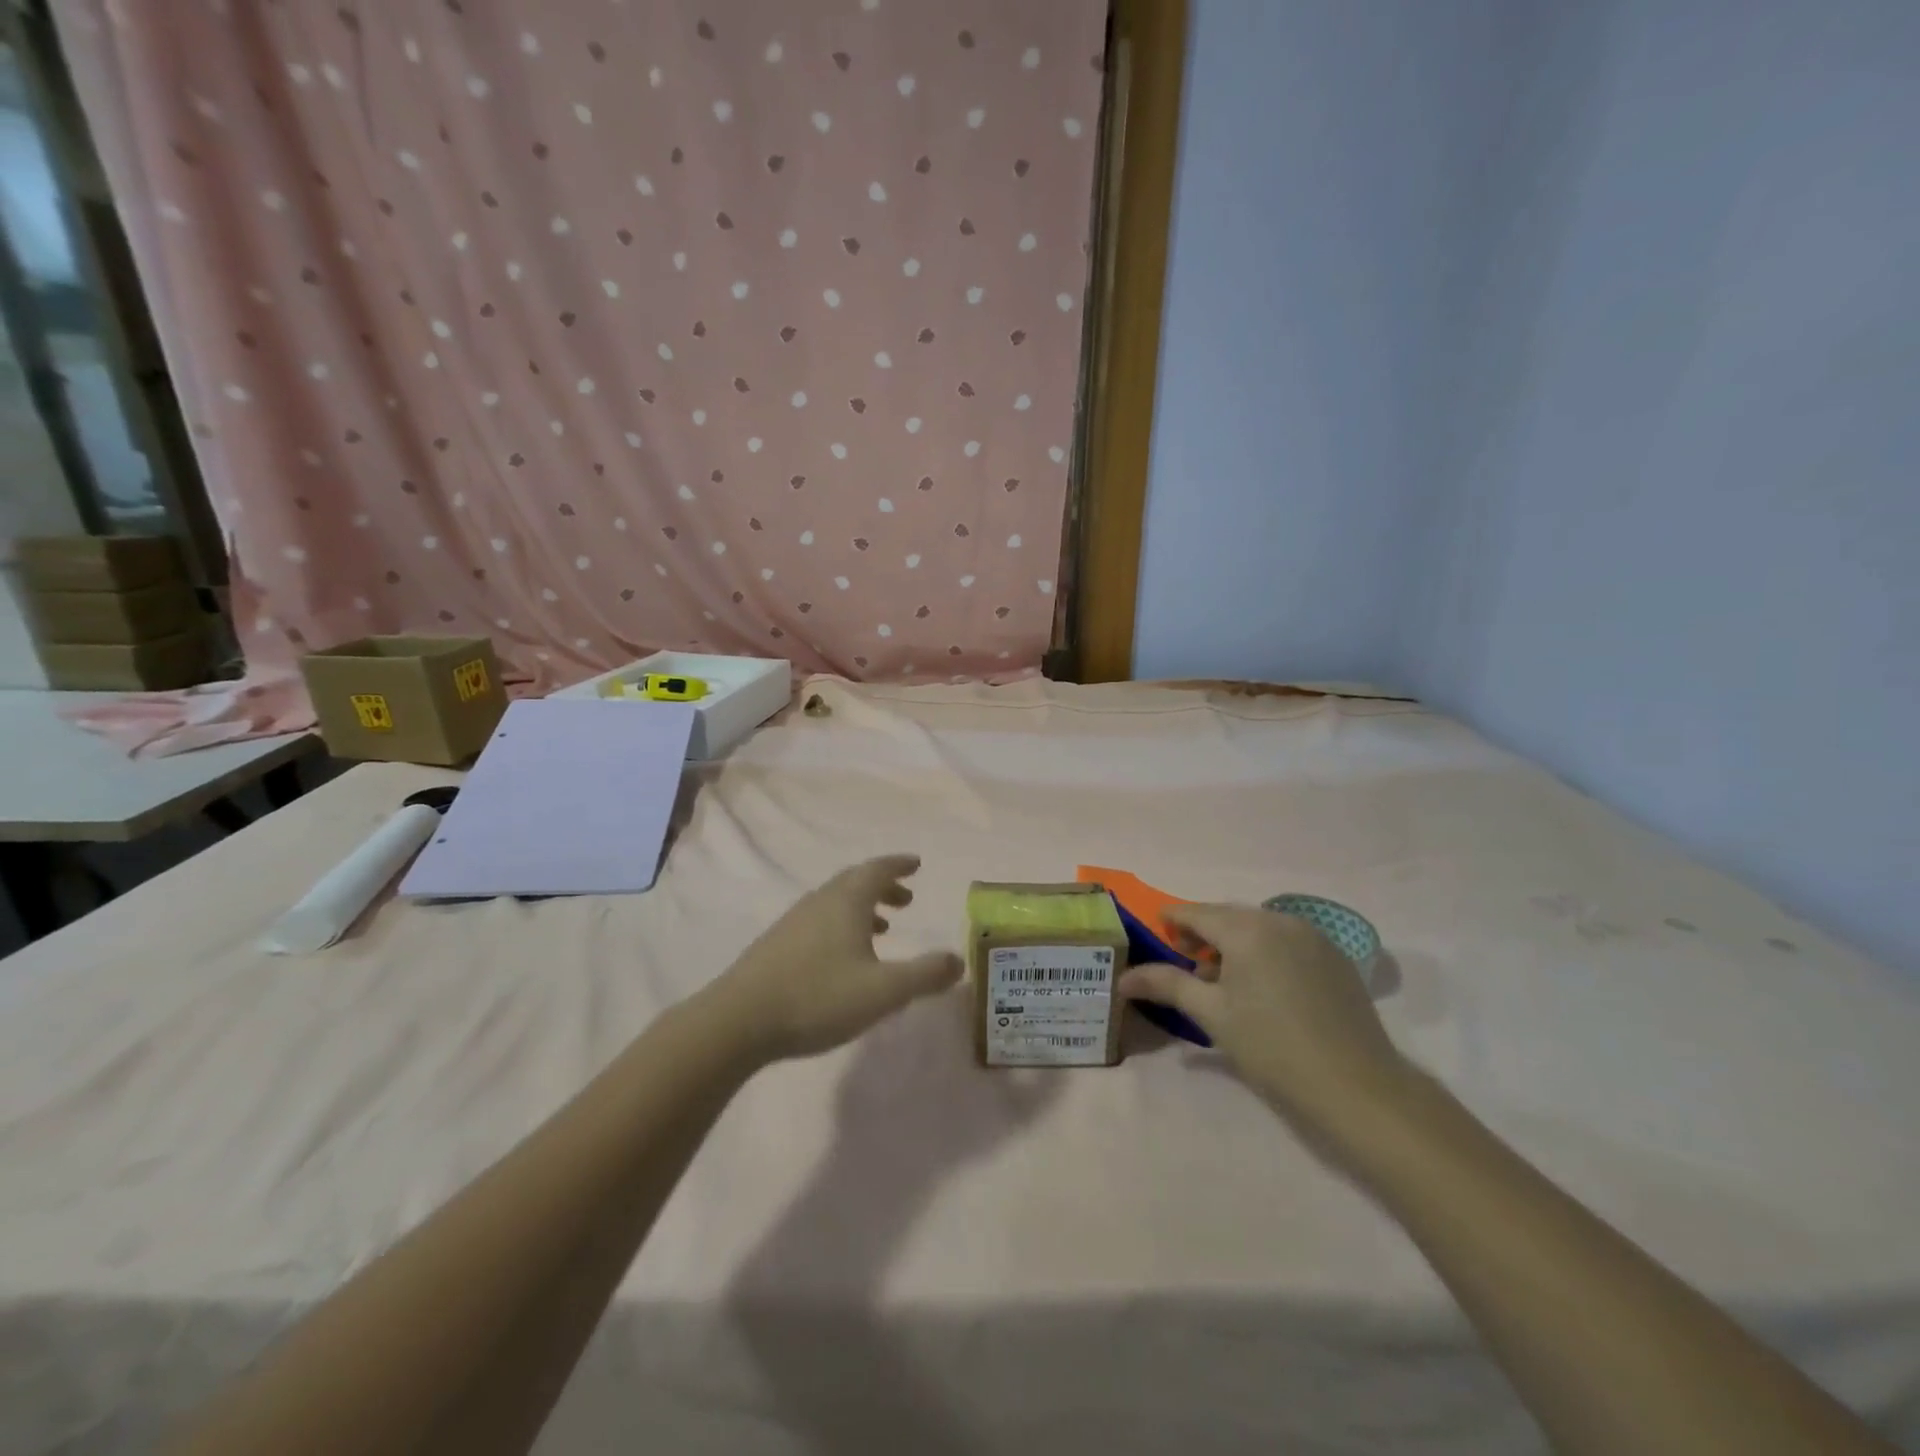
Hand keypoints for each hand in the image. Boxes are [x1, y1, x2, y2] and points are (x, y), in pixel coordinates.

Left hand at [707, 855, 963, 1063]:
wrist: (738, 1021)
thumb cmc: (818, 997)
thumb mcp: (883, 991)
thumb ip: (924, 975)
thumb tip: (958, 961)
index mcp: (846, 900)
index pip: (878, 869)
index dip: (899, 865)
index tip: (916, 863)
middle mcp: (820, 901)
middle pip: (855, 882)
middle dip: (883, 887)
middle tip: (905, 899)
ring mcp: (794, 921)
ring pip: (835, 902)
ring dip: (862, 908)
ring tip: (881, 928)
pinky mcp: (776, 944)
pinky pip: (819, 920)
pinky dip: (841, 925)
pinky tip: (842, 957)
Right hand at [1120, 904, 1410, 1141]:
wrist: (1357, 1087)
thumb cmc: (1272, 1048)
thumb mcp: (1211, 1015)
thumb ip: (1167, 985)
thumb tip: (1123, 977)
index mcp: (1246, 929)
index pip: (1197, 913)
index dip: (1173, 920)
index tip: (1156, 930)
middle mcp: (1280, 920)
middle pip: (1229, 916)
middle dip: (1203, 933)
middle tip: (1184, 960)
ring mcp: (1314, 936)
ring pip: (1259, 928)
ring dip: (1235, 943)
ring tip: (1222, 978)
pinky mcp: (1336, 957)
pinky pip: (1287, 941)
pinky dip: (1266, 951)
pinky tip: (1263, 985)